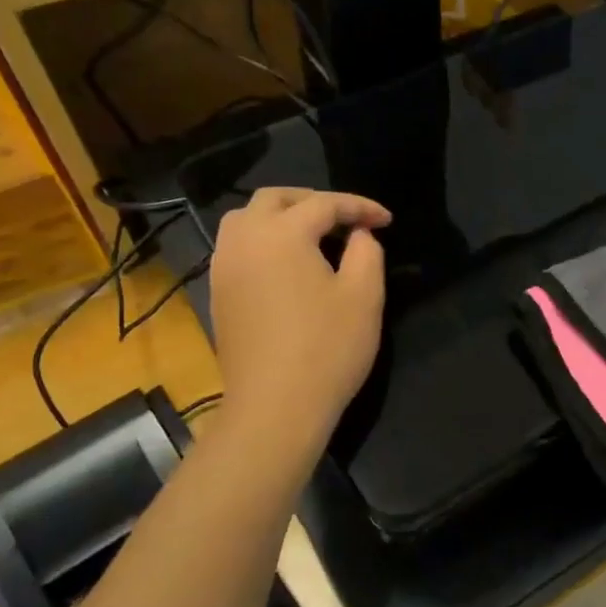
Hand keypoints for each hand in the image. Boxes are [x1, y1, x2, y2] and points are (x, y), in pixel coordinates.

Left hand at [209, 188, 390, 456]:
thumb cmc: (327, 348)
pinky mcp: (218, 294)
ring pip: (245, 220)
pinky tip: (286, 264)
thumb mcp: (364, 296)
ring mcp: (224, 268)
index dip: (360, 207)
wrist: (275, 407)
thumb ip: (366, 252)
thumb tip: (359, 235)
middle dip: (313, 201)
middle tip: (346, 219)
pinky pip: (237, 248)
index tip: (387, 220)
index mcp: (281, 234)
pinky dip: (263, 241)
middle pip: (274, 199)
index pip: (324, 204)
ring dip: (280, 216)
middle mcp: (244, 240)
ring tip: (312, 235)